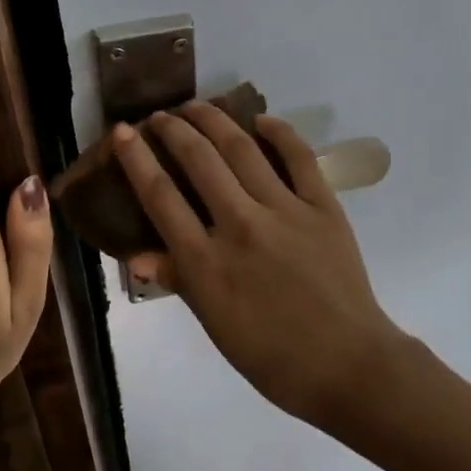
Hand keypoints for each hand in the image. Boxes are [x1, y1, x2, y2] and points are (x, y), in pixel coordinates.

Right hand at [114, 103, 403, 425]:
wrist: (347, 365)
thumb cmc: (271, 356)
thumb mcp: (214, 324)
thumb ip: (179, 280)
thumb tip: (139, 256)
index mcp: (206, 263)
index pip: (161, 197)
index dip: (137, 159)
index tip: (124, 132)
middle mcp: (240, 226)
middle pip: (199, 161)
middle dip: (173, 129)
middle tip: (160, 115)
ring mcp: (285, 212)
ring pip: (242, 150)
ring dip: (214, 120)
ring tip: (196, 105)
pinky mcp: (323, 207)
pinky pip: (298, 158)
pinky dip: (279, 133)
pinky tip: (260, 120)